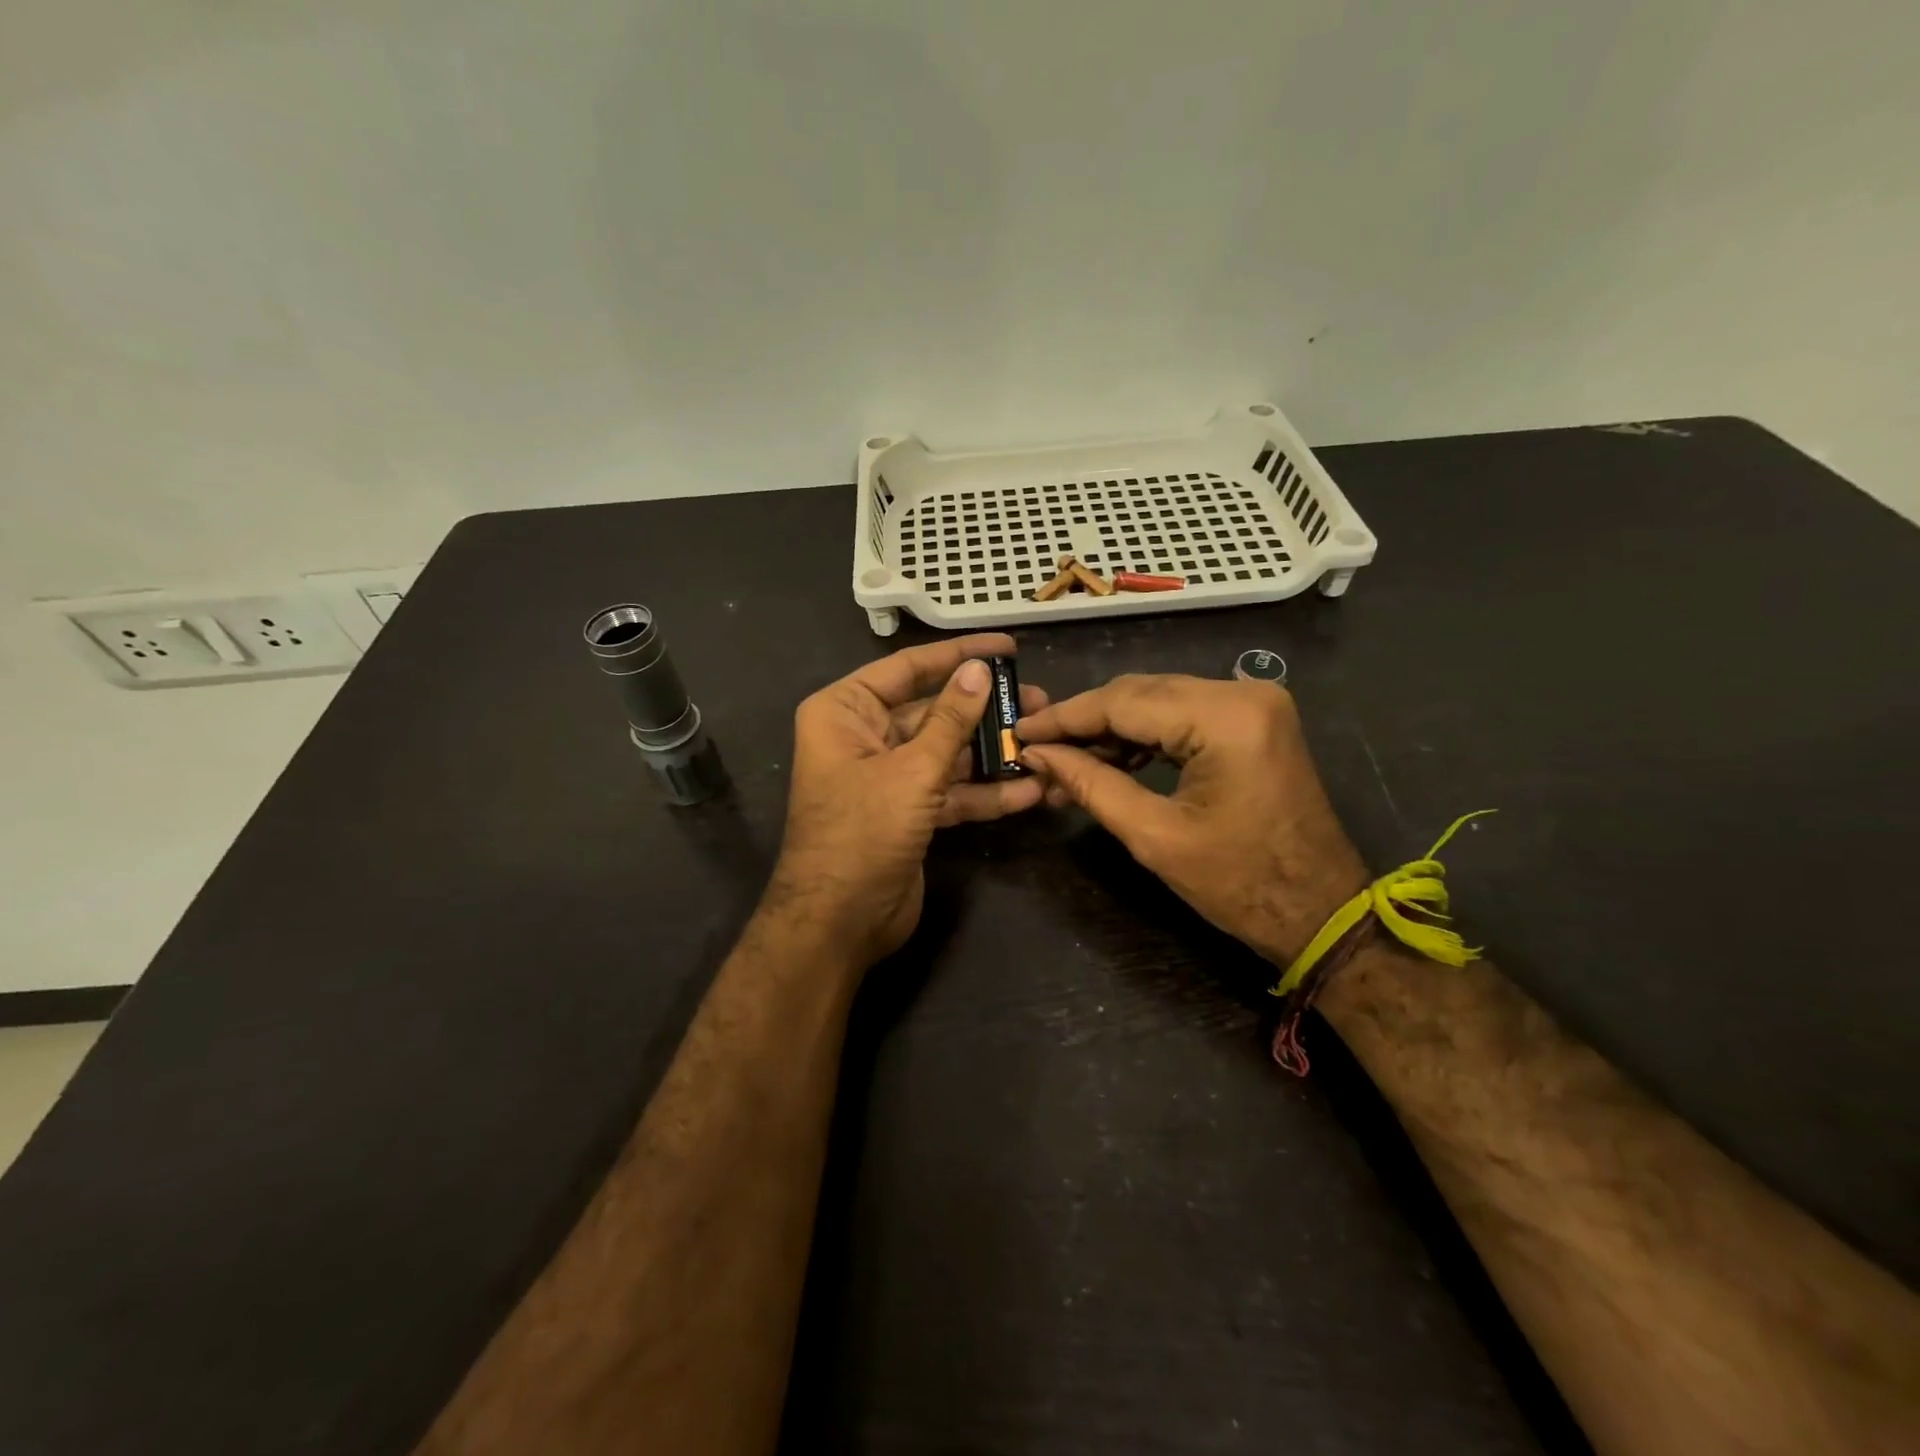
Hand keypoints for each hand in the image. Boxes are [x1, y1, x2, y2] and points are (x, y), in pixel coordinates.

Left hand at [769, 634, 1046, 964]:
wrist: (839, 922)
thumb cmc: (863, 831)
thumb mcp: (912, 770)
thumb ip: (950, 719)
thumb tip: (979, 670)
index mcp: (845, 712)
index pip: (908, 668)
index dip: (958, 655)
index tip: (1006, 648)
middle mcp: (864, 736)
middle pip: (932, 711)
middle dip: (984, 710)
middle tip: (1037, 699)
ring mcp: (888, 777)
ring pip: (946, 752)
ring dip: (991, 752)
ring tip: (1042, 741)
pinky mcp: (908, 812)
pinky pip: (949, 791)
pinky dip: (983, 793)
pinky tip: (1028, 791)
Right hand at [1017, 674, 1366, 966]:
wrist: (1320, 912)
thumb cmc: (1239, 885)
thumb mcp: (1153, 835)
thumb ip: (1089, 784)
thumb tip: (1035, 754)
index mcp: (1225, 717)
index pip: (1123, 701)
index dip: (1064, 718)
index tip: (1017, 731)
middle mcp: (1242, 693)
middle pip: (1139, 692)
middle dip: (1084, 723)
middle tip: (1036, 751)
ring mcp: (1253, 703)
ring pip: (1157, 700)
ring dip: (1110, 730)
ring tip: (1065, 764)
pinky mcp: (1253, 720)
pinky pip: (1183, 714)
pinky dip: (1143, 735)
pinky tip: (1109, 759)